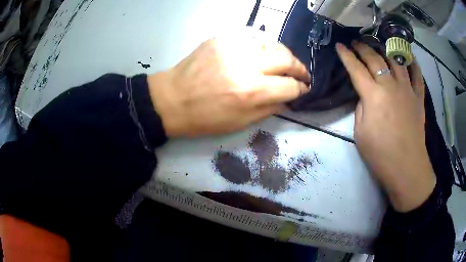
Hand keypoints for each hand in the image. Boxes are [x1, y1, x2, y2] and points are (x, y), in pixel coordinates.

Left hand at [147, 36, 309, 136]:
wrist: (172, 99)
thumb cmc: (205, 118)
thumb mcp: (240, 123)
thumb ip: (270, 109)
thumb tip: (289, 98)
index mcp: (252, 92)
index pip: (291, 86)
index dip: (302, 89)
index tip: (305, 89)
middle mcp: (247, 65)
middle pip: (287, 59)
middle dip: (300, 68)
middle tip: (302, 74)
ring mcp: (234, 47)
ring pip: (272, 43)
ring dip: (283, 54)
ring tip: (283, 63)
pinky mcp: (223, 38)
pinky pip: (253, 37)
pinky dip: (263, 45)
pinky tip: (262, 53)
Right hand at [336, 41, 435, 211]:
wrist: (406, 167)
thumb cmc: (380, 154)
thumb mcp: (360, 132)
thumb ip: (361, 108)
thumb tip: (365, 97)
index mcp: (373, 95)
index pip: (356, 68)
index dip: (346, 56)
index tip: (339, 45)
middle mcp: (390, 86)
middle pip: (375, 59)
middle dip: (363, 48)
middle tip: (356, 42)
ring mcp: (407, 90)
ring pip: (395, 61)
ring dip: (385, 50)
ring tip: (379, 45)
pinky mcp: (418, 98)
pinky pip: (417, 75)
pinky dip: (412, 64)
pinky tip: (408, 57)